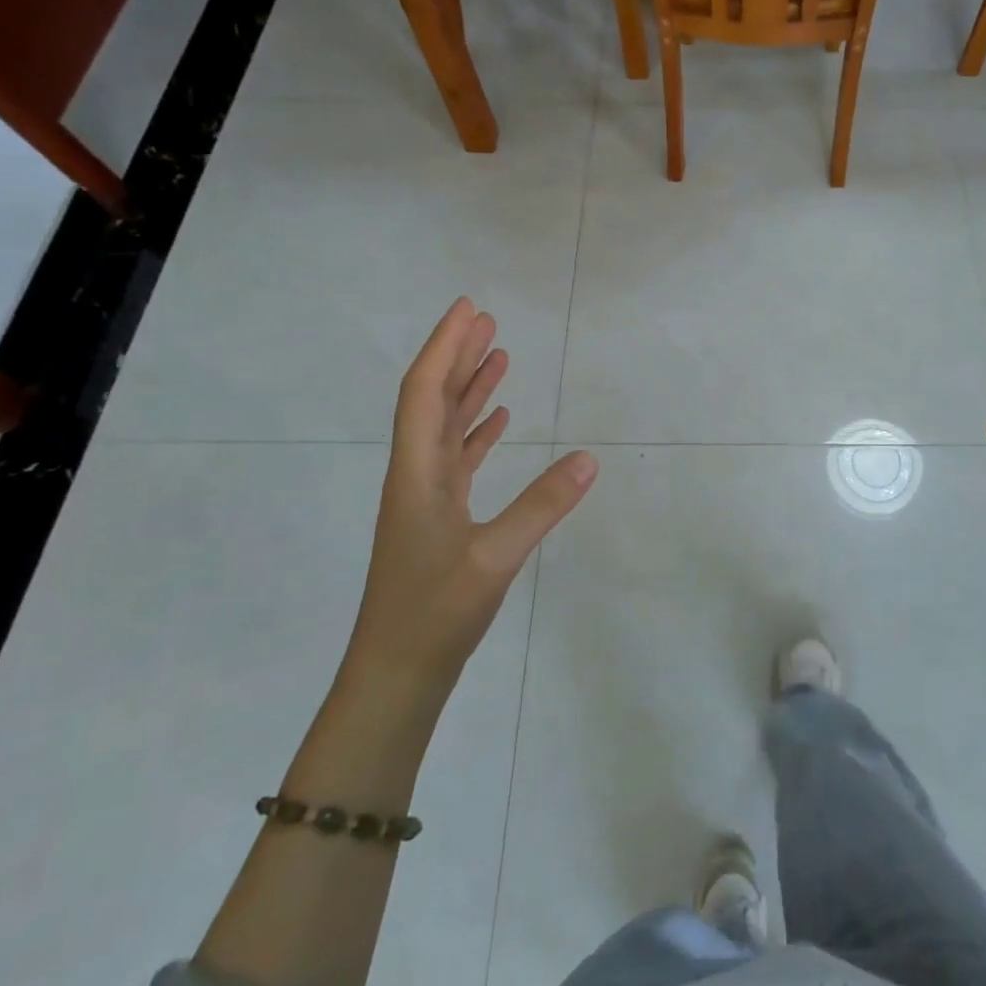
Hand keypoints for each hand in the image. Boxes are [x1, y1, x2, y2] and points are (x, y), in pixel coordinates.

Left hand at [348, 299, 597, 695]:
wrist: (395, 676)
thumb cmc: (434, 614)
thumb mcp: (493, 558)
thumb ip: (542, 506)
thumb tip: (590, 459)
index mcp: (417, 473)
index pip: (424, 392)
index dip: (445, 347)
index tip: (469, 309)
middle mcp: (416, 475)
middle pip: (432, 400)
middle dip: (458, 356)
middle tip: (488, 321)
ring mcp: (425, 498)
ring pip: (445, 427)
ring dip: (469, 389)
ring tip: (498, 357)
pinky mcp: (438, 519)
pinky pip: (458, 458)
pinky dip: (477, 430)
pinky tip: (499, 420)